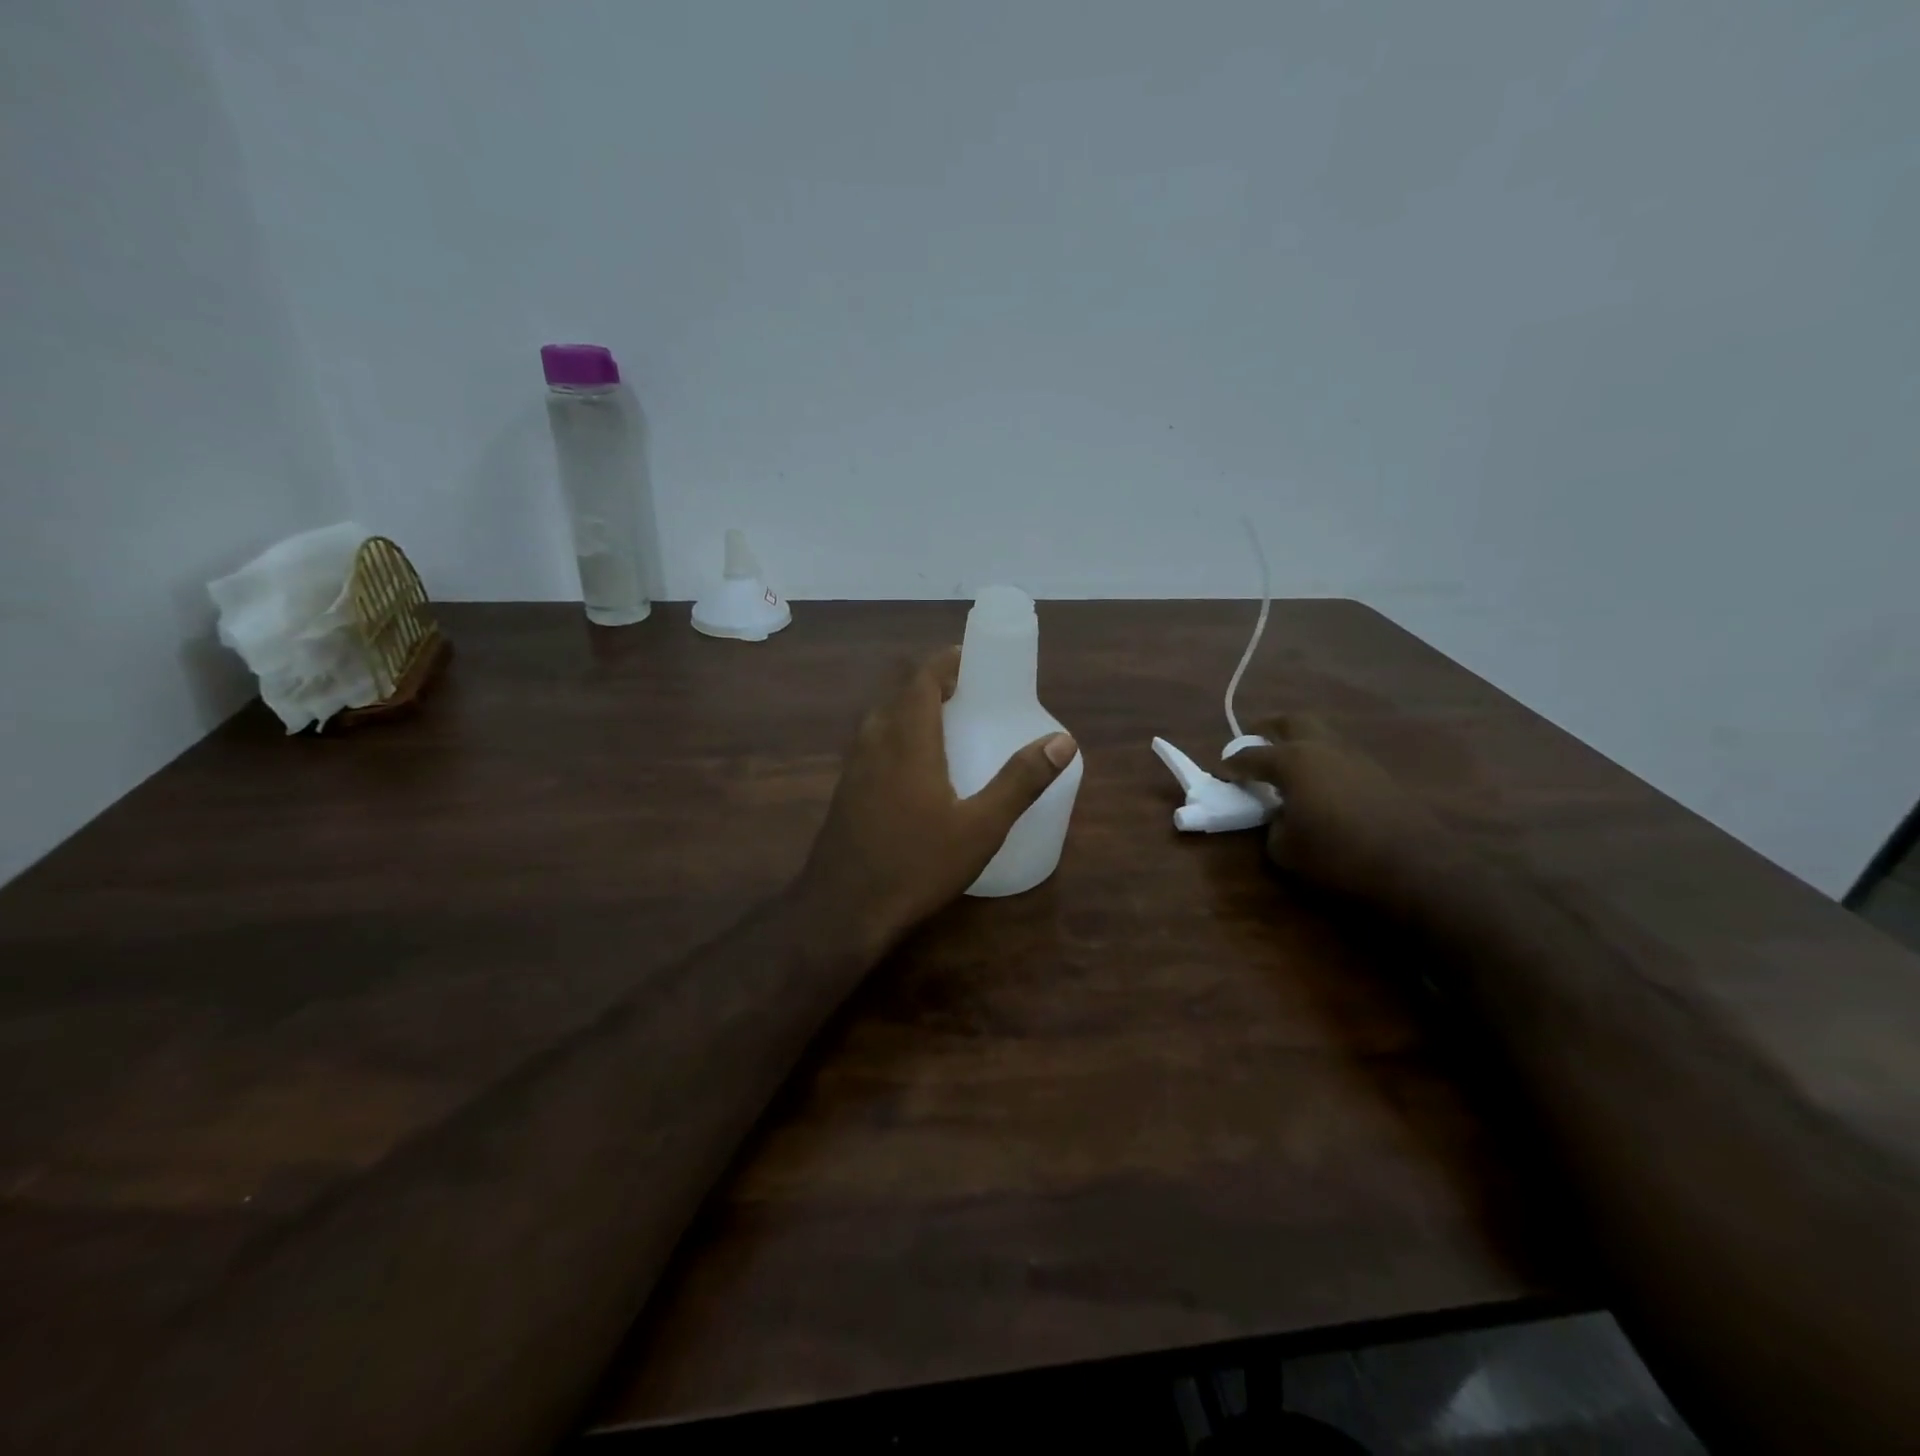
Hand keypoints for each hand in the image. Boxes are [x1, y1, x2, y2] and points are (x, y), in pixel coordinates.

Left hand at [797, 647, 1078, 953]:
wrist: (843, 910)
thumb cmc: (917, 864)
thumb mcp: (981, 827)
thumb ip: (1021, 781)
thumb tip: (1062, 740)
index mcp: (907, 738)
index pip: (921, 678)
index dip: (946, 662)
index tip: (972, 661)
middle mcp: (875, 741)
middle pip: (899, 692)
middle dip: (931, 683)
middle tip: (968, 694)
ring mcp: (854, 766)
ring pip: (882, 718)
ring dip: (911, 709)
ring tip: (947, 725)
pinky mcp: (845, 790)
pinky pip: (872, 744)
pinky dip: (897, 736)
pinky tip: (916, 770)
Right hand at [1218, 714, 1445, 911]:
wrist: (1415, 867)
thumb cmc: (1337, 855)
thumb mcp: (1284, 849)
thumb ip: (1273, 825)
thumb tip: (1280, 816)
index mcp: (1293, 761)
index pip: (1251, 755)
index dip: (1232, 764)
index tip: (1222, 772)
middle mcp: (1324, 748)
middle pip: (1292, 722)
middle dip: (1269, 728)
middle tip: (1255, 741)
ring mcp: (1356, 758)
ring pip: (1322, 737)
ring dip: (1301, 745)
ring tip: (1288, 768)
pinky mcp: (1380, 775)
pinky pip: (1341, 757)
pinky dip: (1324, 763)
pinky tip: (1321, 788)